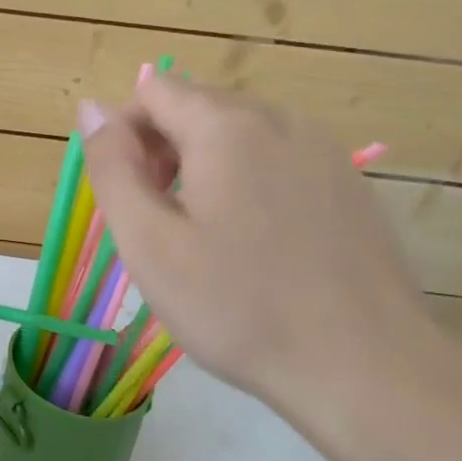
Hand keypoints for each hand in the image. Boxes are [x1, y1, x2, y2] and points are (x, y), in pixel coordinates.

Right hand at [78, 73, 441, 415]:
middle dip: (163, 150)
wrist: (368, 371)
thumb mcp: (148, 241)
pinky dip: (248, 182)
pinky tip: (258, 244)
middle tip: (163, 224)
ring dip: (204, 166)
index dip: (125, 134)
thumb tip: (92, 107)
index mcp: (226, 126)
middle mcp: (279, 119)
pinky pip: (277, 159)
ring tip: (207, 238)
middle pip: (196, 106)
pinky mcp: (349, 183)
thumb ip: (111, 167)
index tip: (132, 196)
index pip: (152, 89)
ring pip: (237, 133)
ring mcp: (323, 150)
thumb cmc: (239, 306)